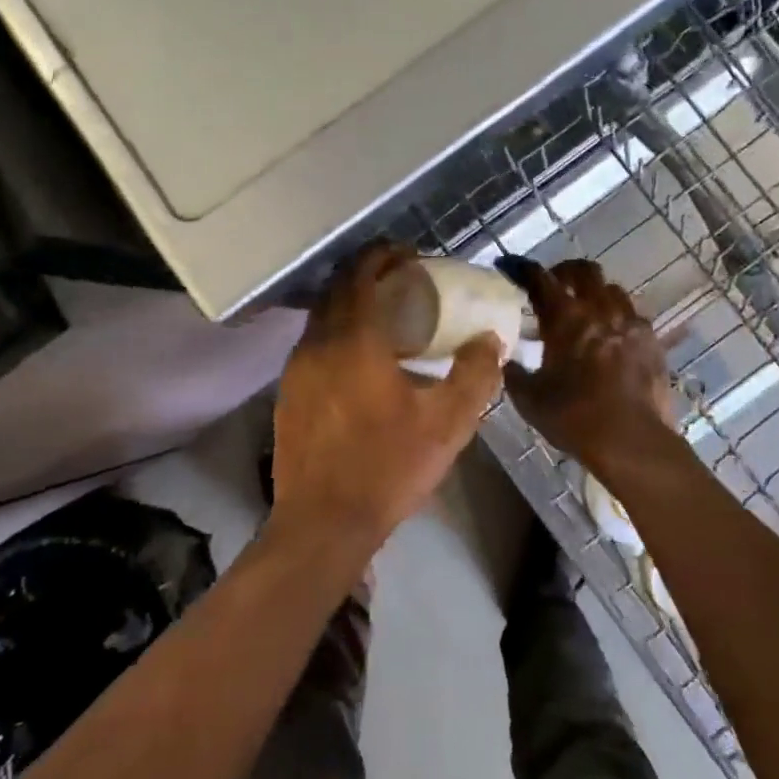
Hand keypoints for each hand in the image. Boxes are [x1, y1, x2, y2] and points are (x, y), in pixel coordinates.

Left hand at [271, 243, 503, 551]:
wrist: (323, 523)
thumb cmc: (388, 467)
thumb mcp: (448, 423)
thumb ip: (475, 374)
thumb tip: (490, 340)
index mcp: (354, 340)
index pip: (360, 273)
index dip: (383, 255)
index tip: (410, 256)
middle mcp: (317, 344)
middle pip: (337, 288)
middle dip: (367, 274)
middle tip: (402, 281)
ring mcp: (296, 370)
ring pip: (322, 316)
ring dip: (350, 304)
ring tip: (385, 318)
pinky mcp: (287, 394)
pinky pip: (313, 344)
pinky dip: (337, 333)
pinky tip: (360, 360)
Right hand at [500, 258, 676, 469]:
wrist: (632, 441)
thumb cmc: (574, 418)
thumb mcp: (529, 399)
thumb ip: (514, 373)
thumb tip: (506, 361)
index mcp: (565, 318)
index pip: (539, 279)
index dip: (522, 269)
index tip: (510, 267)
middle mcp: (599, 309)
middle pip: (584, 270)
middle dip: (565, 272)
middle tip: (554, 286)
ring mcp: (631, 322)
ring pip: (612, 289)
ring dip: (595, 293)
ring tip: (587, 312)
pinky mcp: (652, 341)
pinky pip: (633, 315)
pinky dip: (618, 318)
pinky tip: (612, 338)